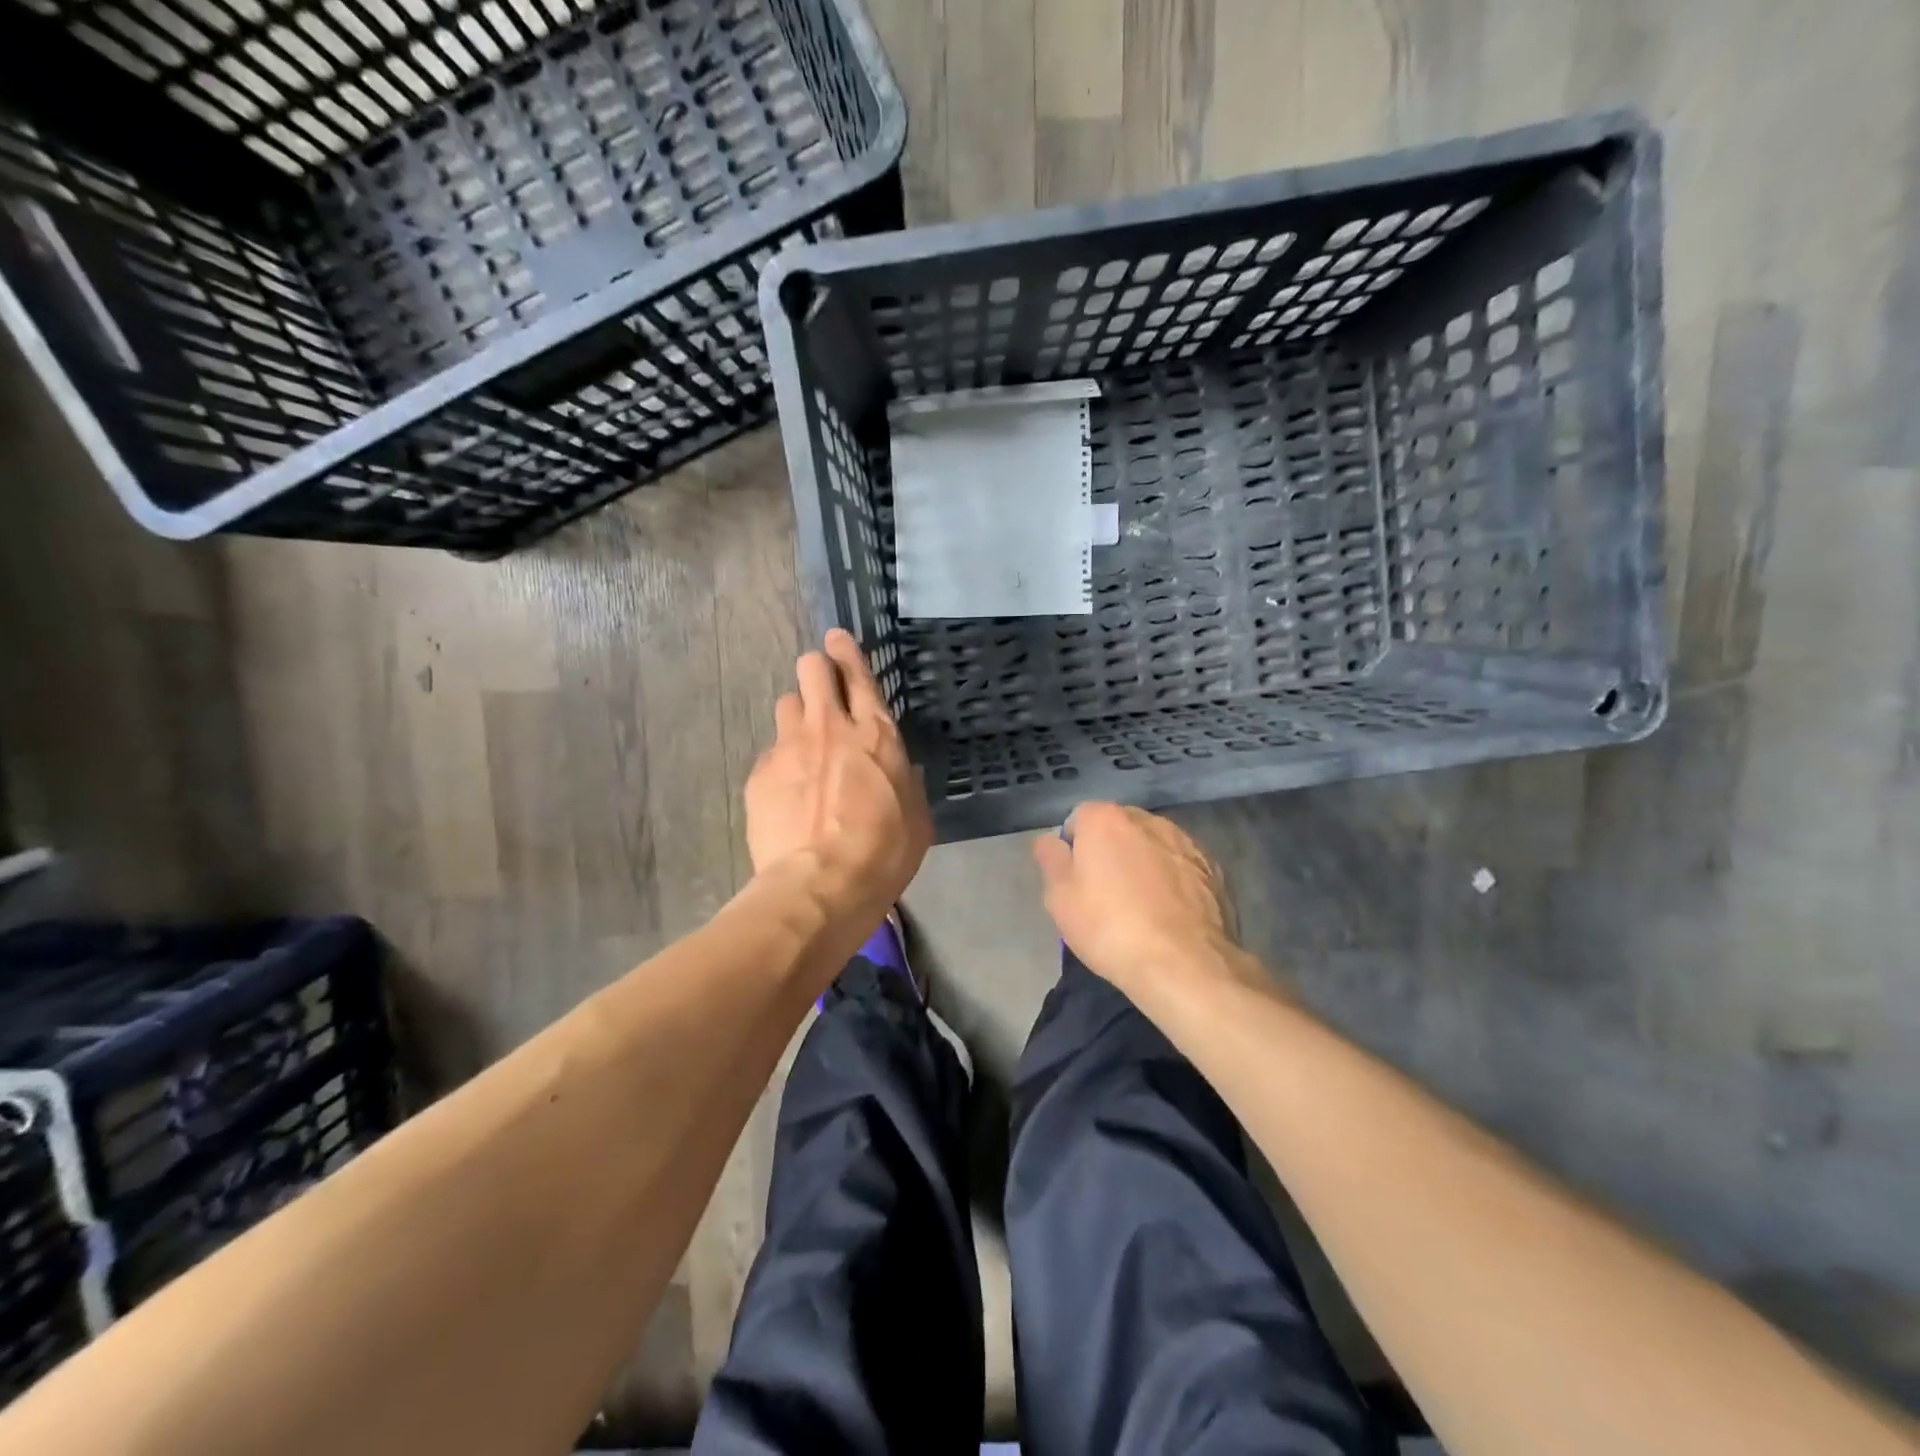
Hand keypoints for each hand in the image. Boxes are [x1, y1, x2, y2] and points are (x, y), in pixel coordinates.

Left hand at [745, 629, 931, 921]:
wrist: (820, 886)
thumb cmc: (882, 853)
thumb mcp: (916, 817)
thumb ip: (905, 782)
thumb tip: (899, 770)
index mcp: (874, 734)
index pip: (858, 674)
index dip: (847, 651)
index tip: (837, 638)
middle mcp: (829, 727)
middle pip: (811, 669)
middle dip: (817, 669)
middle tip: (822, 687)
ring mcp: (788, 747)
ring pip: (786, 703)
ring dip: (798, 715)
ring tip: (804, 745)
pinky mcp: (760, 773)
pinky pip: (770, 751)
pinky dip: (781, 761)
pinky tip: (787, 792)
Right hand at [1032, 803, 1253, 999]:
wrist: (1183, 964)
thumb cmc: (1109, 927)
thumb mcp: (1060, 898)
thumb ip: (1051, 859)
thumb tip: (1050, 841)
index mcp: (1106, 819)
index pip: (1078, 819)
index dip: (1072, 849)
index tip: (1074, 882)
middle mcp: (1147, 819)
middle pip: (1118, 829)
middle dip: (1110, 852)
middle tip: (1104, 896)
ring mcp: (1185, 842)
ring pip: (1152, 846)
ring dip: (1143, 864)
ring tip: (1141, 908)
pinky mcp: (1213, 868)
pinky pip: (1180, 867)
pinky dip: (1172, 881)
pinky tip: (1169, 915)